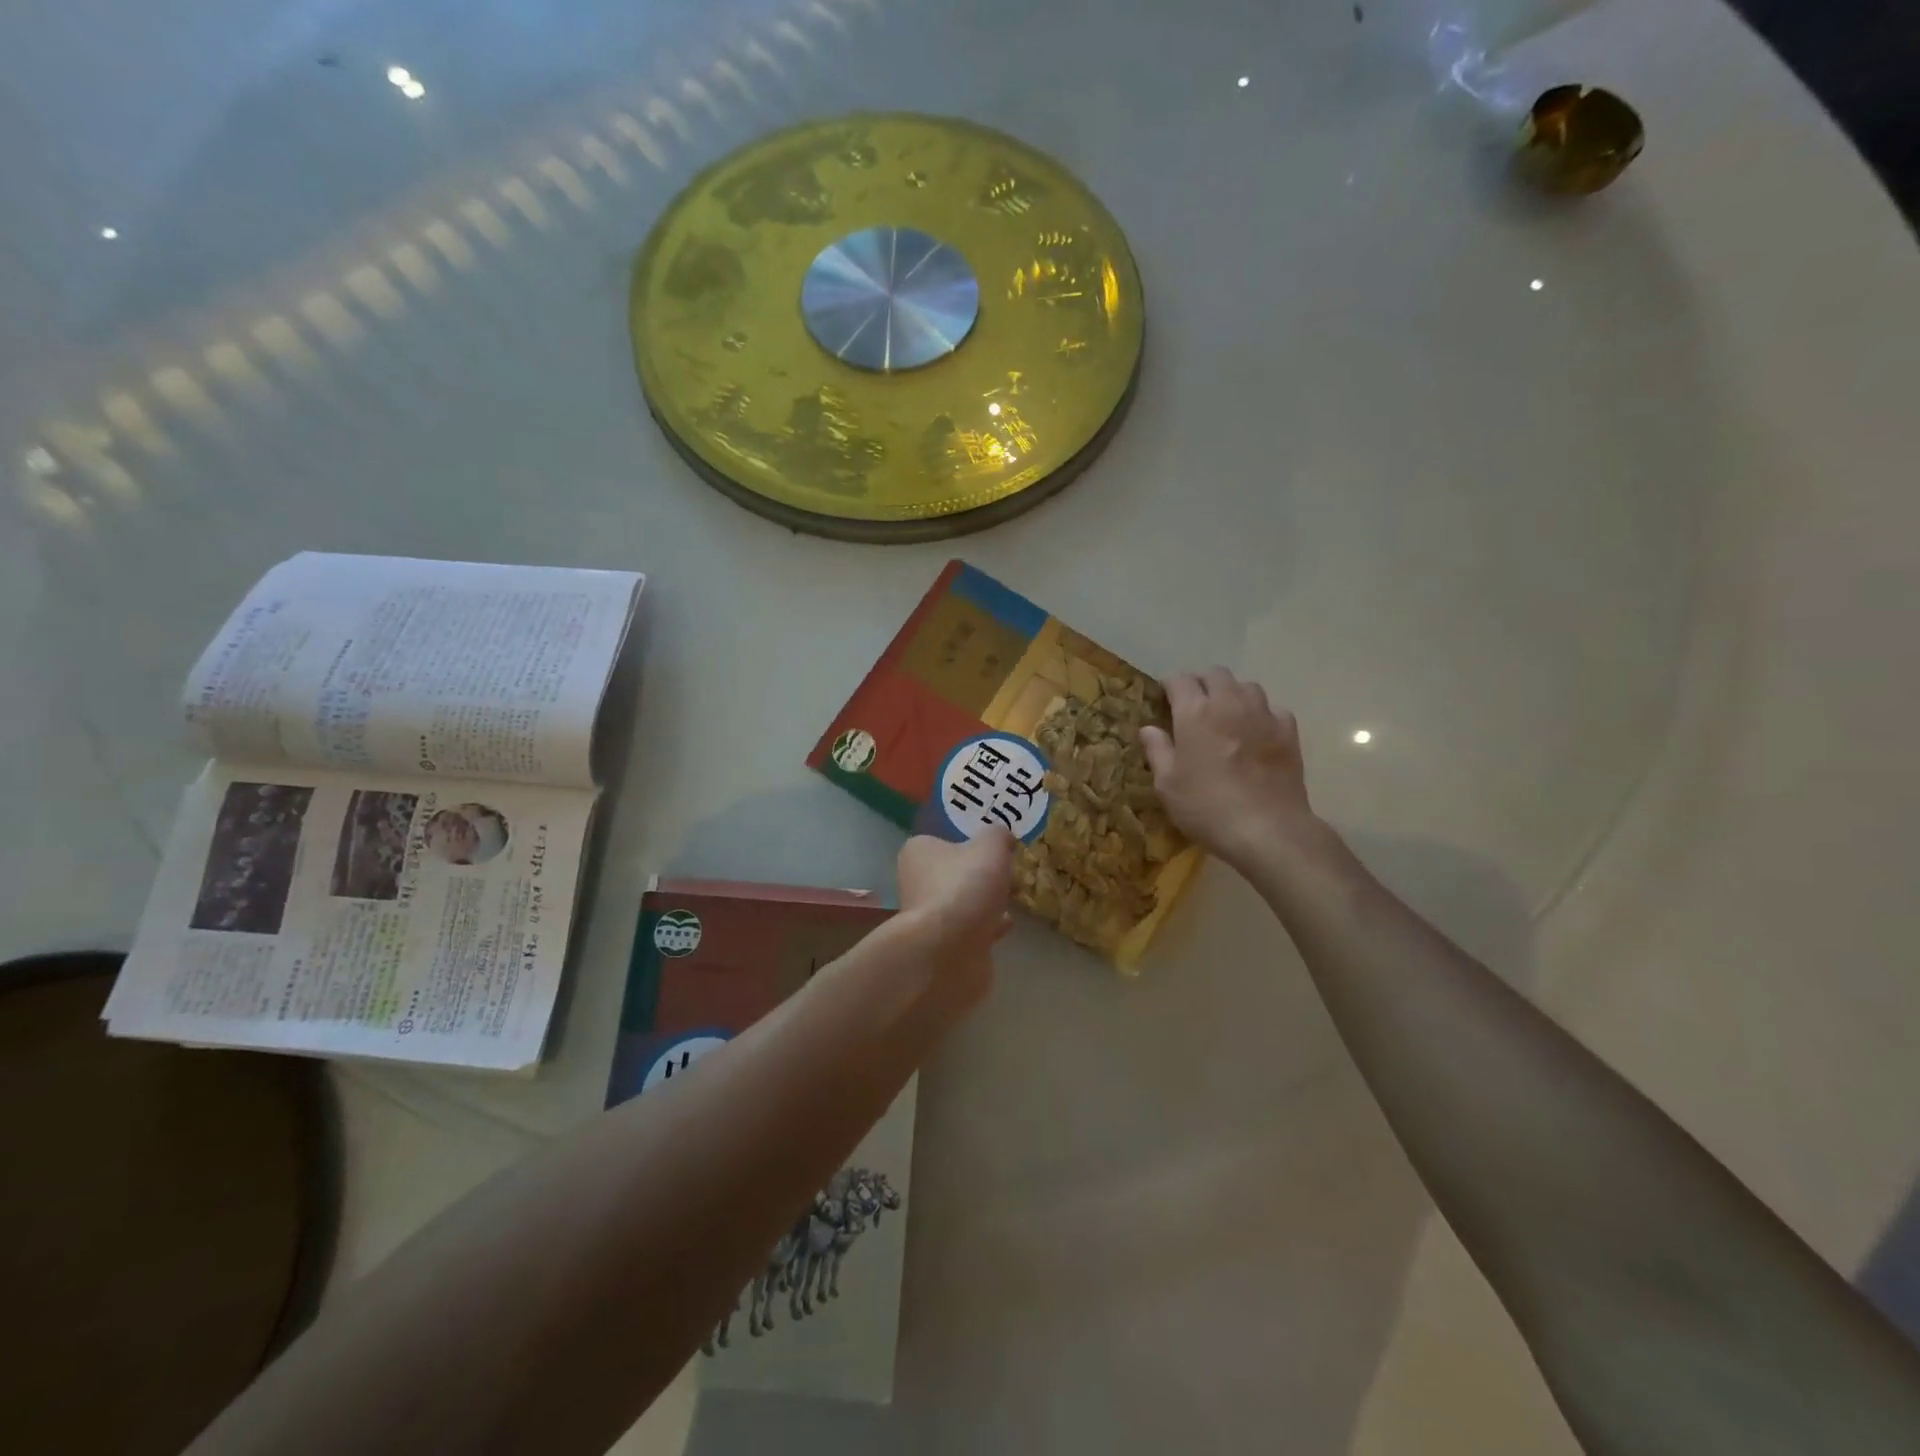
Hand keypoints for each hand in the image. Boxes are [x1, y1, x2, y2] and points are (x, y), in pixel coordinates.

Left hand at [895, 831, 1014, 1010]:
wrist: (948, 949)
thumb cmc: (964, 886)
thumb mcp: (990, 846)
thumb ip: (998, 836)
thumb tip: (1003, 836)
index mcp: (918, 853)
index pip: (943, 841)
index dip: (970, 843)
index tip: (996, 848)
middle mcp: (916, 882)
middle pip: (954, 873)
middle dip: (980, 875)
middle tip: (1008, 874)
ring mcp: (927, 917)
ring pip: (961, 903)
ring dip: (985, 902)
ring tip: (1013, 898)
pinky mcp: (941, 946)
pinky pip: (969, 930)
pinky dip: (986, 926)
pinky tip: (1006, 924)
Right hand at [1139, 668, 1317, 870]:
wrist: (1267, 829)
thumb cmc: (1207, 807)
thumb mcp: (1168, 785)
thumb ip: (1158, 751)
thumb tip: (1149, 729)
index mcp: (1195, 712)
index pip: (1179, 680)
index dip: (1170, 686)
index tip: (1165, 700)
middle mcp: (1229, 703)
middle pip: (1215, 674)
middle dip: (1202, 684)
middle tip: (1195, 706)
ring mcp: (1263, 715)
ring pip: (1247, 686)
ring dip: (1233, 694)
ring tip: (1227, 716)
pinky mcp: (1288, 731)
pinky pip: (1273, 709)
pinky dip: (1261, 715)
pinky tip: (1257, 734)